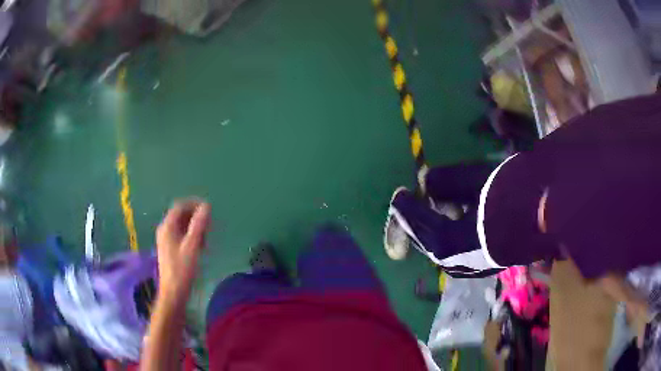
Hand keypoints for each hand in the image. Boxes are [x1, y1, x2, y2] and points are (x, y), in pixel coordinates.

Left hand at [156, 200, 210, 301]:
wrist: (173, 292)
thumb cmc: (182, 269)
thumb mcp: (192, 246)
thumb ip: (199, 225)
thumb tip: (206, 206)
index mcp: (167, 227)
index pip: (180, 206)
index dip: (194, 204)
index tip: (209, 209)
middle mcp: (165, 230)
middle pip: (181, 215)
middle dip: (196, 217)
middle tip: (210, 225)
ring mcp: (166, 240)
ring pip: (182, 226)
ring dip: (195, 227)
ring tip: (207, 238)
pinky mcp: (170, 249)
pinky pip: (181, 235)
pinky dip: (192, 236)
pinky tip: (200, 246)